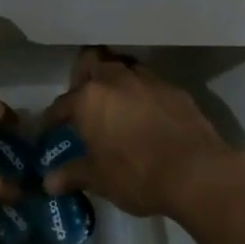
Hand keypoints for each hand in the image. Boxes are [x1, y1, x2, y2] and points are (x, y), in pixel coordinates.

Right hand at [43, 47, 244, 221]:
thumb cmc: (136, 174)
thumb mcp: (99, 179)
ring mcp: (148, 80)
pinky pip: (150, 83)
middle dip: (84, 75)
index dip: (54, 117)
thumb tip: (48, 182)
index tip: (52, 127)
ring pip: (123, 66)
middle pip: (93, 61)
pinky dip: (143, 93)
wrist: (196, 172)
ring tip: (115, 102)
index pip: (62, 103)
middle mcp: (116, 79)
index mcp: (89, 98)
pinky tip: (146, 113)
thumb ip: (73, 174)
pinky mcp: (174, 89)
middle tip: (84, 99)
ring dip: (115, 78)